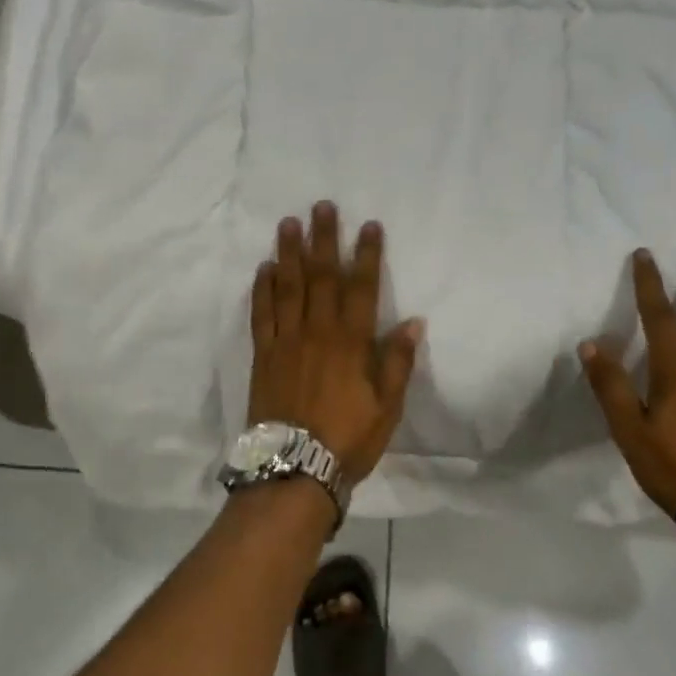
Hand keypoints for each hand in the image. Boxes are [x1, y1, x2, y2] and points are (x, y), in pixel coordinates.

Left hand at [248, 202, 422, 485]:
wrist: (293, 469)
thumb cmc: (347, 439)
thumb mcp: (387, 407)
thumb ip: (397, 362)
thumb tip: (413, 321)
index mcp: (351, 342)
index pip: (362, 287)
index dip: (366, 255)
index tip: (369, 225)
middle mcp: (318, 331)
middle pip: (322, 276)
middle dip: (324, 239)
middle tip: (322, 206)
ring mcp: (286, 340)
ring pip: (288, 287)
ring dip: (290, 252)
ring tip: (289, 223)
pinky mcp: (263, 354)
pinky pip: (261, 314)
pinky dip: (262, 289)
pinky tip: (264, 268)